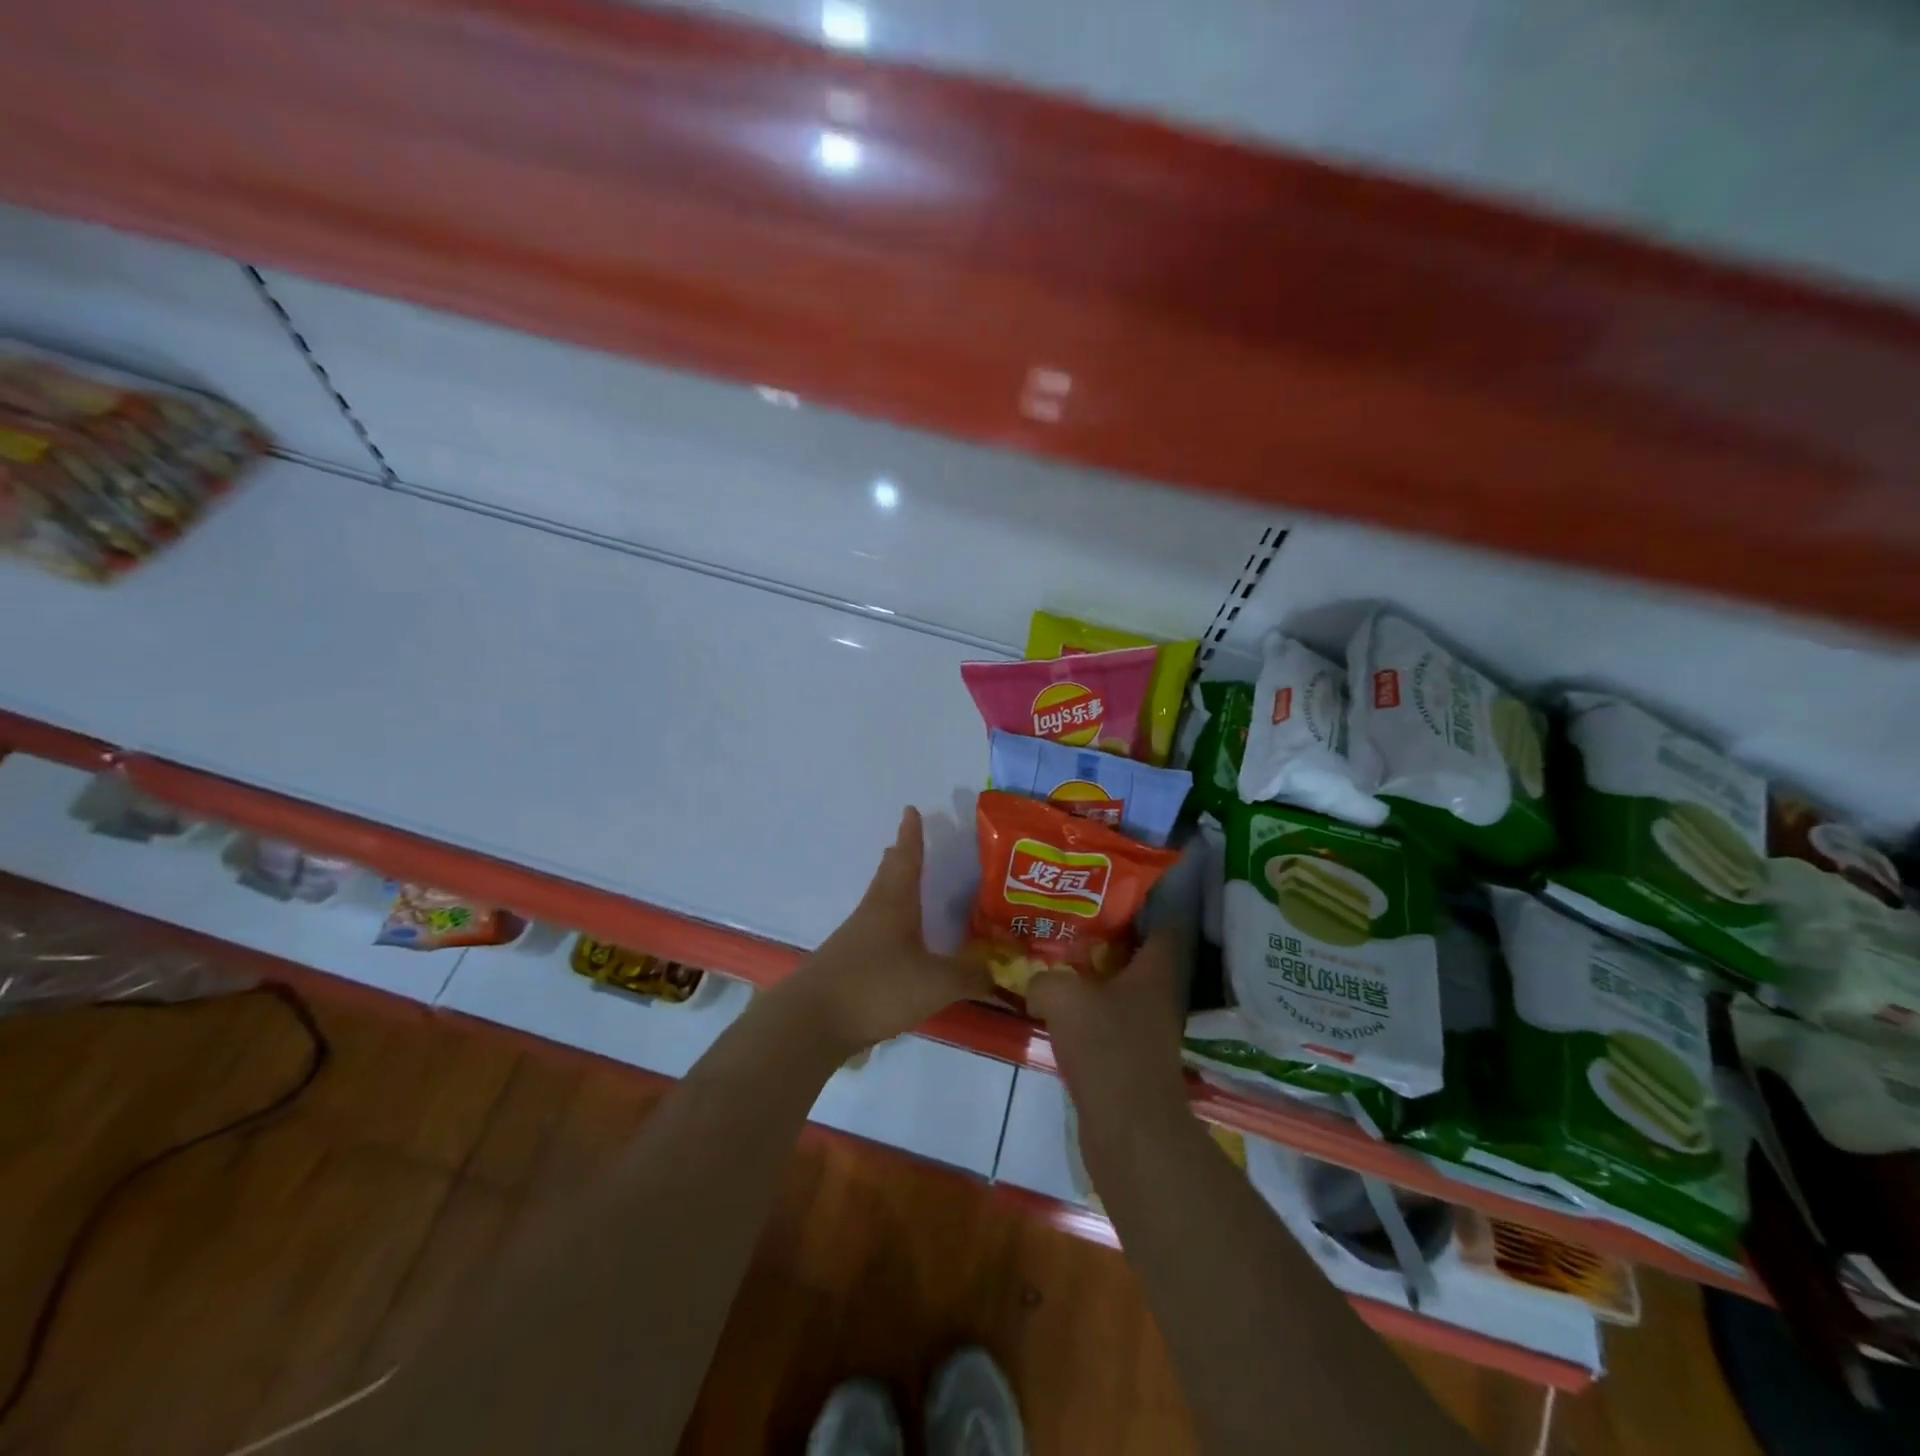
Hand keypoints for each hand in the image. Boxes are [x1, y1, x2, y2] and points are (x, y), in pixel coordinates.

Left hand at [778, 807, 991, 1054]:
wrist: (812, 1022)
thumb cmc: (877, 987)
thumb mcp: (935, 983)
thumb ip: (970, 976)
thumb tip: (999, 970)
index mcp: (894, 904)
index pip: (907, 859)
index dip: (911, 835)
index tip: (910, 810)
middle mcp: (872, 913)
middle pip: (887, 877)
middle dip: (899, 858)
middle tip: (905, 842)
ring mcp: (854, 939)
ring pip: (877, 903)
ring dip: (892, 890)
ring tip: (905, 888)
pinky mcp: (845, 964)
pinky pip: (872, 932)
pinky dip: (887, 925)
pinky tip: (895, 942)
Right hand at [1027, 925, 1189, 1118]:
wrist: (1130, 1131)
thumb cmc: (1107, 1049)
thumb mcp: (1063, 996)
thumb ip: (1044, 978)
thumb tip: (1037, 986)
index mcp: (1154, 972)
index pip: (1160, 926)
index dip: (1137, 907)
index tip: (1103, 895)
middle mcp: (1157, 998)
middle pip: (1133, 958)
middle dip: (1102, 942)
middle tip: (1064, 927)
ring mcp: (1145, 1033)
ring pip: (1116, 993)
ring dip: (1089, 982)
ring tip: (1051, 965)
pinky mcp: (1129, 1062)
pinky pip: (1104, 1025)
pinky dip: (1084, 1017)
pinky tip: (1053, 1013)